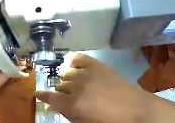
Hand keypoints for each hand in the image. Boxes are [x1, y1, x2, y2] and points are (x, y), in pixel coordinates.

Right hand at [35, 53, 149, 122]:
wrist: (137, 109)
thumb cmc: (110, 122)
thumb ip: (69, 115)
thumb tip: (58, 106)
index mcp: (74, 104)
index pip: (50, 97)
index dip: (42, 95)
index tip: (37, 93)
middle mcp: (78, 86)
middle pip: (60, 85)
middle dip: (60, 92)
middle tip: (66, 97)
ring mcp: (89, 74)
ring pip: (68, 73)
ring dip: (67, 80)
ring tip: (73, 85)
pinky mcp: (100, 66)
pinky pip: (81, 58)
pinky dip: (75, 61)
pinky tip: (75, 66)